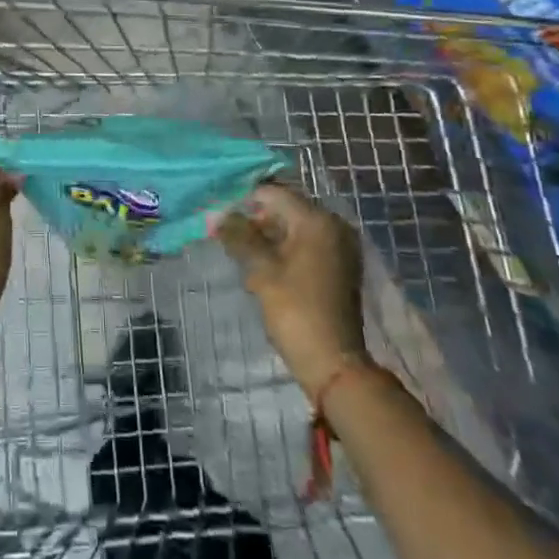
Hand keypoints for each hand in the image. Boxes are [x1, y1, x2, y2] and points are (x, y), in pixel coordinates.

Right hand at [217, 184, 372, 399]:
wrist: (333, 365)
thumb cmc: (295, 311)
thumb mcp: (261, 270)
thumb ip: (239, 236)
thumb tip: (218, 215)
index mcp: (317, 220)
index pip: (273, 193)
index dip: (244, 200)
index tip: (221, 214)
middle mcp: (334, 225)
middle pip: (285, 208)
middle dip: (256, 219)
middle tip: (229, 236)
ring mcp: (340, 246)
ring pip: (294, 227)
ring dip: (269, 236)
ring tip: (243, 254)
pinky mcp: (339, 266)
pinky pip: (306, 244)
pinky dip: (285, 249)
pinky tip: (264, 266)